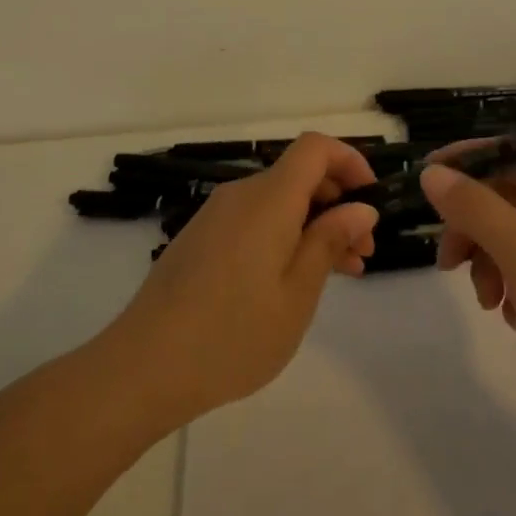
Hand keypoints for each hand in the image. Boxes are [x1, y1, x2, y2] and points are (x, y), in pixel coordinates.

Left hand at [110, 134, 379, 419]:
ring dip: (314, 223)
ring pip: (278, 201)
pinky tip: (296, 279)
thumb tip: (360, 208)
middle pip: (298, 174)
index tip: (372, 198)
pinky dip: (284, 235)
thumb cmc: (233, 334)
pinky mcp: (201, 239)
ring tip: (341, 271)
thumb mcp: (298, 293)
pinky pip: (255, 219)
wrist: (143, 367)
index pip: (315, 148)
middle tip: (363, 251)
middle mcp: (241, 195)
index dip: (349, 161)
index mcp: (268, 199)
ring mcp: (216, 216)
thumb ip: (330, 241)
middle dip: (338, 202)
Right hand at [420, 155, 515, 387]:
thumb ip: (473, 207)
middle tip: (448, 264)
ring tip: (490, 305)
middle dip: (470, 231)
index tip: (426, 179)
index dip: (465, 162)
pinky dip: (515, 292)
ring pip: (513, 243)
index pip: (505, 155)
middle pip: (504, 202)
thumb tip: (433, 172)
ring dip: (489, 267)